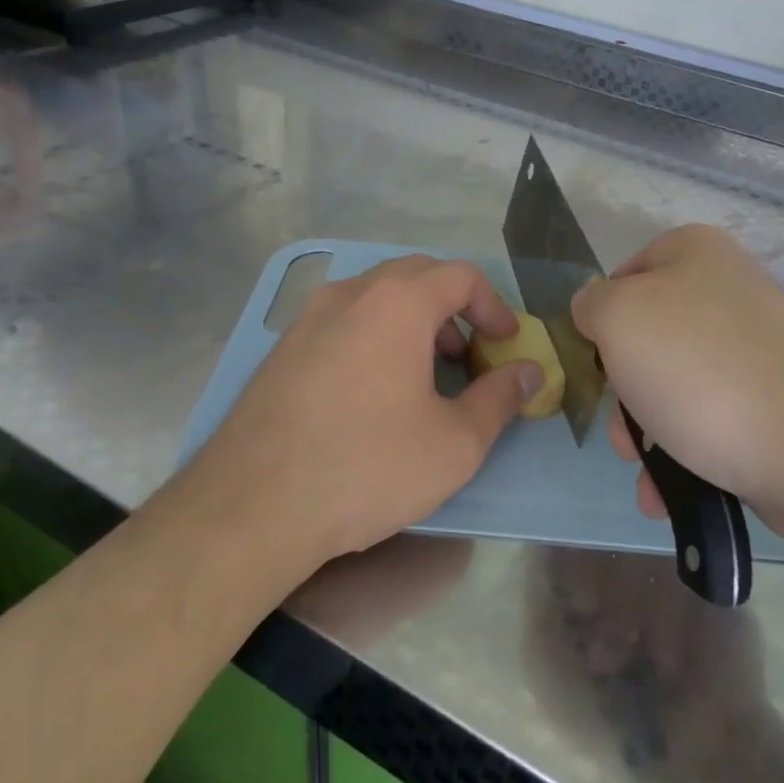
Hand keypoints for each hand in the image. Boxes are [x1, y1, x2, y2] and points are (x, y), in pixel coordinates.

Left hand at [187, 255, 544, 576]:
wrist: (253, 506)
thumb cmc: (368, 467)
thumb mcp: (455, 443)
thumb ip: (500, 398)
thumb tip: (531, 372)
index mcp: (397, 304)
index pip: (460, 275)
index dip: (494, 305)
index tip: (505, 343)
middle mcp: (349, 295)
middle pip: (416, 276)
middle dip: (453, 307)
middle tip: (468, 353)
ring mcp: (307, 319)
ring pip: (374, 296)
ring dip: (412, 320)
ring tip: (424, 372)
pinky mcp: (282, 350)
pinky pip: (342, 321)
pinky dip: (373, 335)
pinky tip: (373, 390)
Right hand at [572, 225, 783, 550]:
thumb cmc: (696, 369)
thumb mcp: (617, 318)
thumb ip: (591, 304)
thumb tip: (596, 310)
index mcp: (695, 252)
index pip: (623, 276)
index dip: (602, 320)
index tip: (599, 363)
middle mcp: (728, 289)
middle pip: (648, 336)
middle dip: (624, 391)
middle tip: (621, 431)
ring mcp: (756, 346)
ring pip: (673, 383)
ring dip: (646, 431)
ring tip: (646, 471)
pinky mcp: (774, 397)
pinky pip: (710, 415)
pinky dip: (683, 449)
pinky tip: (667, 489)